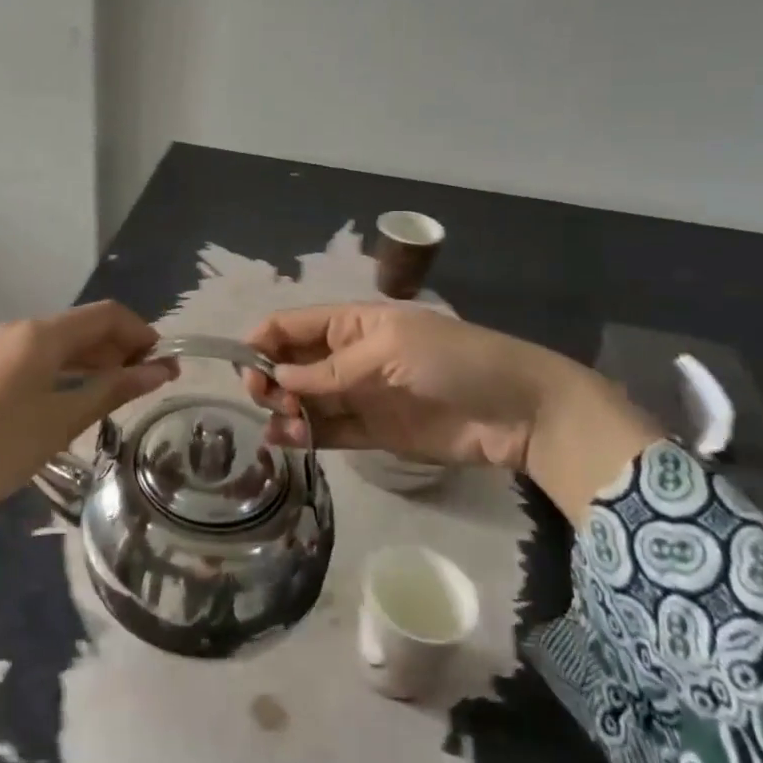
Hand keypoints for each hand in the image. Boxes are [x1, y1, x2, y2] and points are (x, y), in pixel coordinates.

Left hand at [0, 301, 177, 566]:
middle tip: (150, 383)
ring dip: (96, 360)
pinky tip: (82, 396)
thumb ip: (113, 389)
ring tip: (122, 392)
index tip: (166, 364)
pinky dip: (70, 370)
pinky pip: (43, 358)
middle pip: (84, 326)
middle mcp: (23, 330)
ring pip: (63, 343)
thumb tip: (161, 369)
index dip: (141, 333)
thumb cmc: (0, 447)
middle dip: (121, 347)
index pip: (106, 314)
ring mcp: (3, 349)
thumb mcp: (63, 420)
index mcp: (42, 333)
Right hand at [241, 303, 656, 524]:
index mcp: (351, 323)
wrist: (518, 412)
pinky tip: (285, 439)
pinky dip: (303, 434)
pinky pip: (327, 430)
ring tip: (280, 425)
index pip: (292, 325)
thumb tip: (278, 377)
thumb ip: (331, 368)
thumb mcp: (388, 350)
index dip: (263, 340)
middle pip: (292, 363)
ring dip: (284, 409)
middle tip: (265, 398)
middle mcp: (347, 356)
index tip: (243, 365)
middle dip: (270, 378)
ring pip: (304, 399)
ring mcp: (358, 395)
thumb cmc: (452, 360)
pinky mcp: (371, 432)